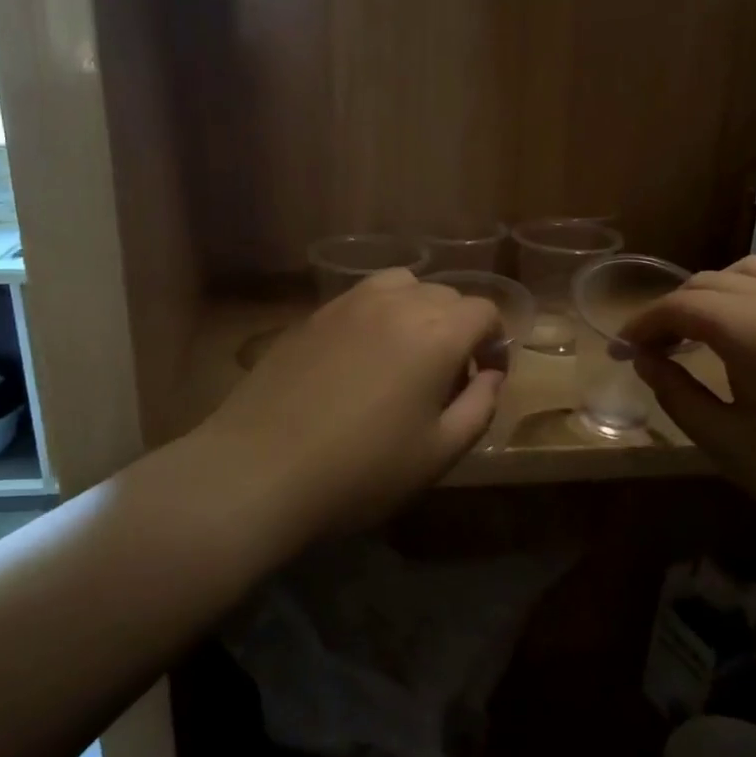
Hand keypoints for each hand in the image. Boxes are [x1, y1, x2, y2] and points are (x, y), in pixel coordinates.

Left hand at [196, 270, 506, 539]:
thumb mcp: (439, 453)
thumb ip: (479, 407)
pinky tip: (361, 357)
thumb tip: (490, 376)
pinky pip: (361, 298)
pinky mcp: (312, 315)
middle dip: (459, 327)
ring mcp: (348, 304)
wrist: (261, 470)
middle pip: (445, 295)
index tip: (485, 377)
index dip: (494, 342)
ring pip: (402, 285)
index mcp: (436, 333)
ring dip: (418, 311)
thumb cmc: (361, 471)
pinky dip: (379, 314)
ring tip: (406, 354)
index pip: (483, 311)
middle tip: (447, 376)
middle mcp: (396, 304)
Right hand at [620, 257, 755, 574]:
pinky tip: (745, 338)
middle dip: (672, 309)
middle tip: (651, 349)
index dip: (643, 324)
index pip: (681, 305)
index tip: (620, 350)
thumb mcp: (728, 443)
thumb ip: (677, 393)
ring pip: (749, 273)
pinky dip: (747, 297)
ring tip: (696, 334)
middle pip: (711, 282)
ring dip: (711, 294)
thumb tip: (645, 360)